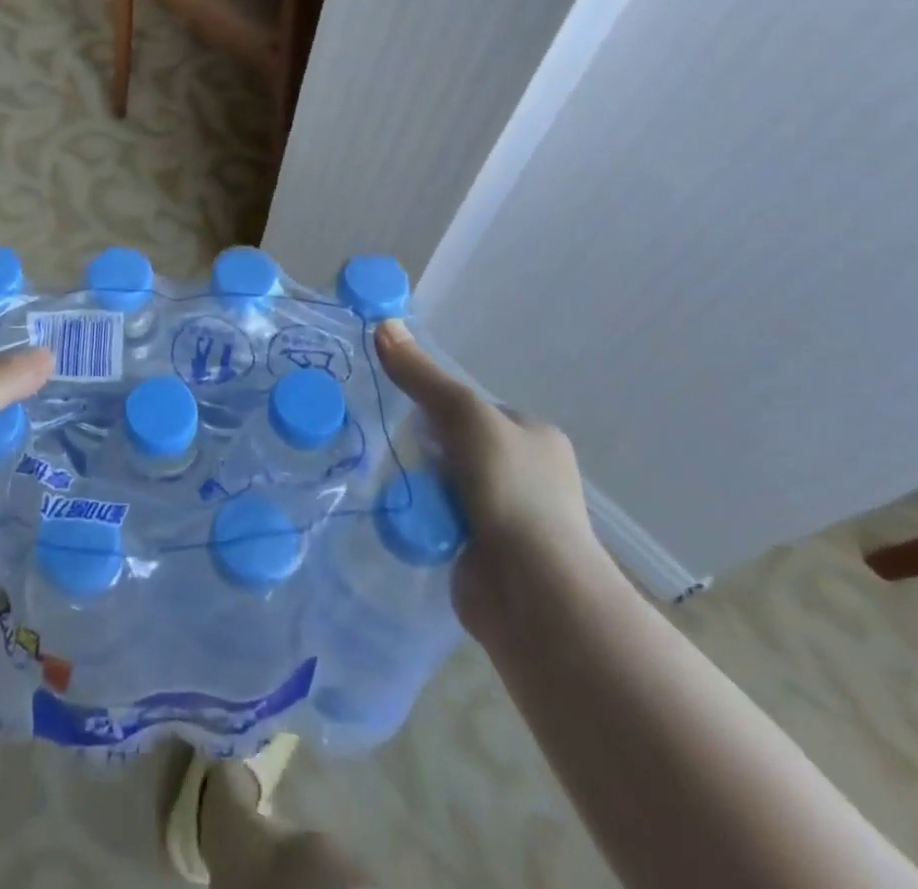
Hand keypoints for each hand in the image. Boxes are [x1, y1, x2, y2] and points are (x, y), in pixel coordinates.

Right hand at [375, 320, 611, 639]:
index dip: (436, 407)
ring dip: (420, 485)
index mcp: (534, 436)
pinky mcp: (486, 554)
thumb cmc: (510, 490)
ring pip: (446, 485)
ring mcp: (509, 517)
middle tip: (391, 449)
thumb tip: (383, 324)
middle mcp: (527, 474)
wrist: (533, 593)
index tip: (405, 414)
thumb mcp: (464, 416)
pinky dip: (422, 519)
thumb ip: (422, 376)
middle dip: (425, 450)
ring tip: (390, 483)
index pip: (473, 408)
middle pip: (456, 446)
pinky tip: (401, 517)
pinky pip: (442, 521)